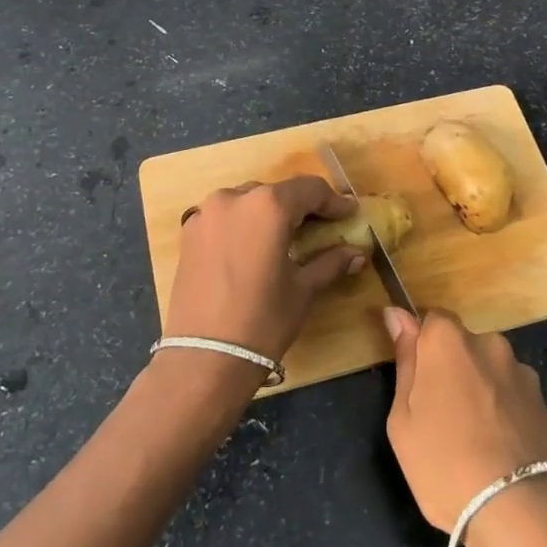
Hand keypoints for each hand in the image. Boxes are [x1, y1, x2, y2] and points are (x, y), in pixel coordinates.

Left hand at [167, 176, 365, 367]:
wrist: (205, 357)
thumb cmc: (263, 320)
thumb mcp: (303, 289)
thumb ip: (330, 263)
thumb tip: (357, 253)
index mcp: (268, 206)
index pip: (309, 189)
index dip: (333, 201)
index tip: (348, 214)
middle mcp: (234, 198)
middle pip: (276, 193)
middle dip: (300, 207)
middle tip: (320, 227)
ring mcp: (206, 214)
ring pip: (247, 201)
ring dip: (269, 213)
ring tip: (285, 237)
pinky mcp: (189, 233)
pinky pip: (224, 218)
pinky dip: (243, 224)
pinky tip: (253, 248)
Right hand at [383, 308, 546, 535]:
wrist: (520, 510)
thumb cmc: (444, 462)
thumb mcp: (403, 418)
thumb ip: (405, 361)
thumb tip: (397, 315)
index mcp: (449, 341)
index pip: (432, 320)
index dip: (422, 347)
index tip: (417, 380)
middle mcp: (489, 345)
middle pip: (464, 346)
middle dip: (453, 370)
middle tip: (441, 417)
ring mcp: (523, 374)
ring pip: (491, 373)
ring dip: (482, 391)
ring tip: (476, 440)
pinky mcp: (546, 404)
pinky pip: (515, 399)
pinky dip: (506, 414)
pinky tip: (501, 451)